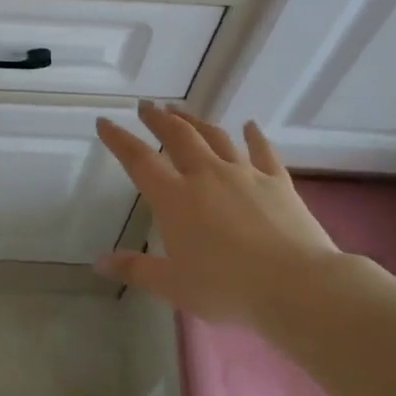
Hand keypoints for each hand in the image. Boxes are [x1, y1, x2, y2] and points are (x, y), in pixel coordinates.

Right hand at [95, 103, 350, 326]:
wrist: (297, 286)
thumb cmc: (228, 288)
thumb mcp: (174, 286)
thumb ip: (136, 270)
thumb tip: (99, 263)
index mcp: (175, 198)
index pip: (139, 160)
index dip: (119, 139)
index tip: (105, 122)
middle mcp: (206, 175)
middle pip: (177, 136)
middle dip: (158, 119)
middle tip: (146, 106)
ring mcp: (244, 174)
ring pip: (214, 137)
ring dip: (195, 121)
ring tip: (181, 112)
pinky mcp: (277, 181)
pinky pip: (263, 151)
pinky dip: (254, 136)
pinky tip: (250, 126)